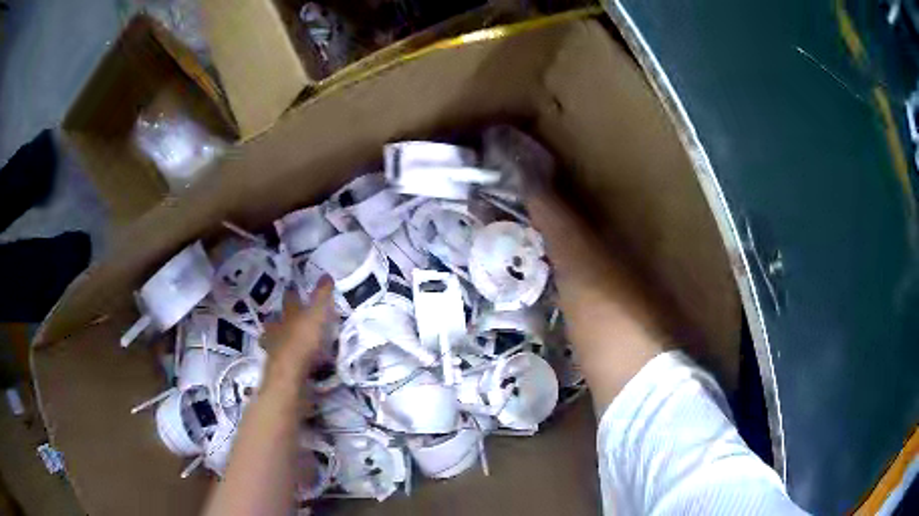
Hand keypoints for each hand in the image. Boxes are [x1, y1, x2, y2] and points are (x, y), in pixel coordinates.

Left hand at [265, 277, 333, 377]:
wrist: (289, 373)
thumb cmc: (304, 340)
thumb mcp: (318, 314)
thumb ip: (322, 296)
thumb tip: (326, 274)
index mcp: (288, 314)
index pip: (290, 299)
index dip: (292, 293)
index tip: (292, 288)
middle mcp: (277, 328)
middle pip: (274, 320)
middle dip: (277, 318)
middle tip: (280, 317)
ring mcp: (273, 348)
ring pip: (271, 339)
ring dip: (275, 339)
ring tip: (282, 342)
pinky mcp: (276, 367)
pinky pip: (278, 358)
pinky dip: (283, 357)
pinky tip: (289, 361)